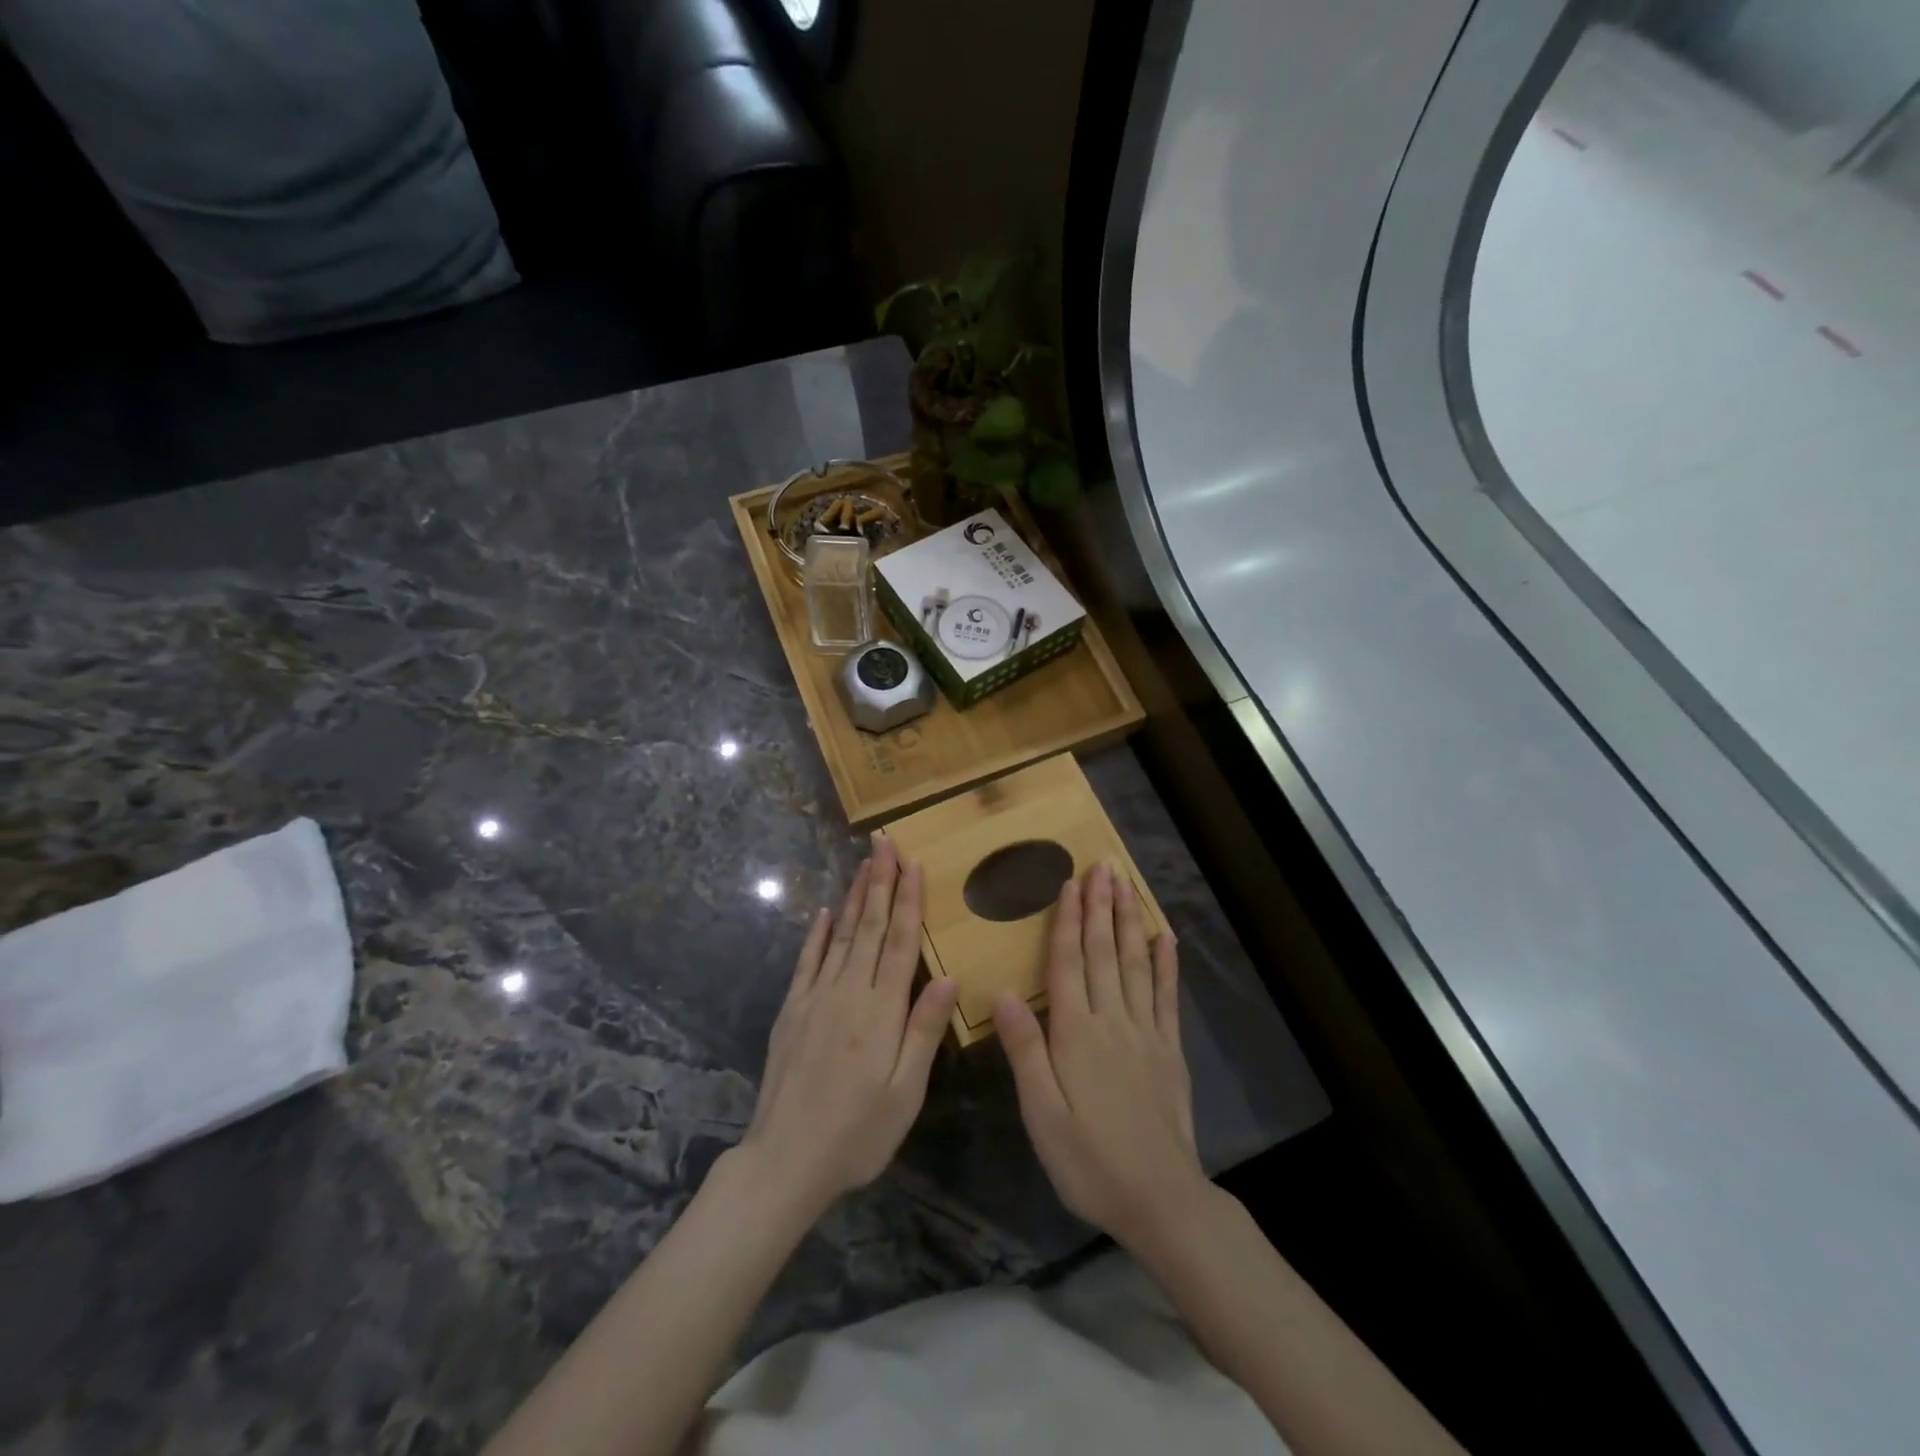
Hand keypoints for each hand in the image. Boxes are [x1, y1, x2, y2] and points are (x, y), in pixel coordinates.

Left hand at [738, 835, 958, 1218]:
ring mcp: (815, 998)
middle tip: (886, 844)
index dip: (909, 901)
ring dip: (855, 898)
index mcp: (881, 1010)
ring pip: (841, 936)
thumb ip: (924, 1031)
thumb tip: (949, 976)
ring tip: (864, 864)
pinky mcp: (791, 1011)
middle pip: (870, 927)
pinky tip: (825, 912)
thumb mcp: (904, 1092)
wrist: (785, 1160)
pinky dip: (817, 934)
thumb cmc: (857, 1133)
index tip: (914, 864)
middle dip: (881, 882)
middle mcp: (848, 992)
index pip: (900, 942)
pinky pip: (807, 961)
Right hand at [995, 862, 1206, 1251]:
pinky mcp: (1170, 1050)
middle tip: (1102, 866)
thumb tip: (1003, 991)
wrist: (1160, 1200)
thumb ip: (1024, 1050)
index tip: (1070, 883)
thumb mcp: (1041, 1114)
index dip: (1068, 921)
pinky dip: (1165, 964)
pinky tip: (1164, 937)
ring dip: (1129, 921)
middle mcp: (1112, 1021)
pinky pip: (1167, 996)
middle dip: (1101, 906)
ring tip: (1126, 885)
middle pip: (1105, 953)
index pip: (1069, 964)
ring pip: (1135, 964)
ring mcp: (1146, 1033)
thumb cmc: (1089, 1160)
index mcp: (1076, 1034)